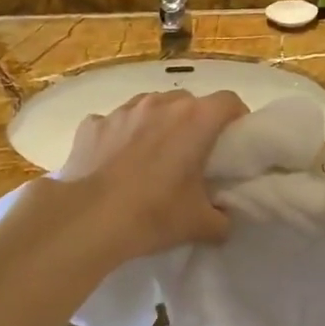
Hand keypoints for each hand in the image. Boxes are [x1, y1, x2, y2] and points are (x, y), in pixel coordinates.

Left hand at [58, 90, 247, 257]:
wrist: (87, 220)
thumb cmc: (153, 214)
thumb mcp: (199, 224)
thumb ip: (221, 219)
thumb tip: (222, 220)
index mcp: (195, 120)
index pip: (230, 101)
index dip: (237, 118)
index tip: (235, 142)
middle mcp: (160, 104)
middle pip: (189, 102)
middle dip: (195, 123)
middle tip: (194, 154)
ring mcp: (123, 111)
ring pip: (150, 107)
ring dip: (158, 125)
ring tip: (152, 156)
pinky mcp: (92, 124)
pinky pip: (114, 124)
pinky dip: (120, 137)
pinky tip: (115, 162)